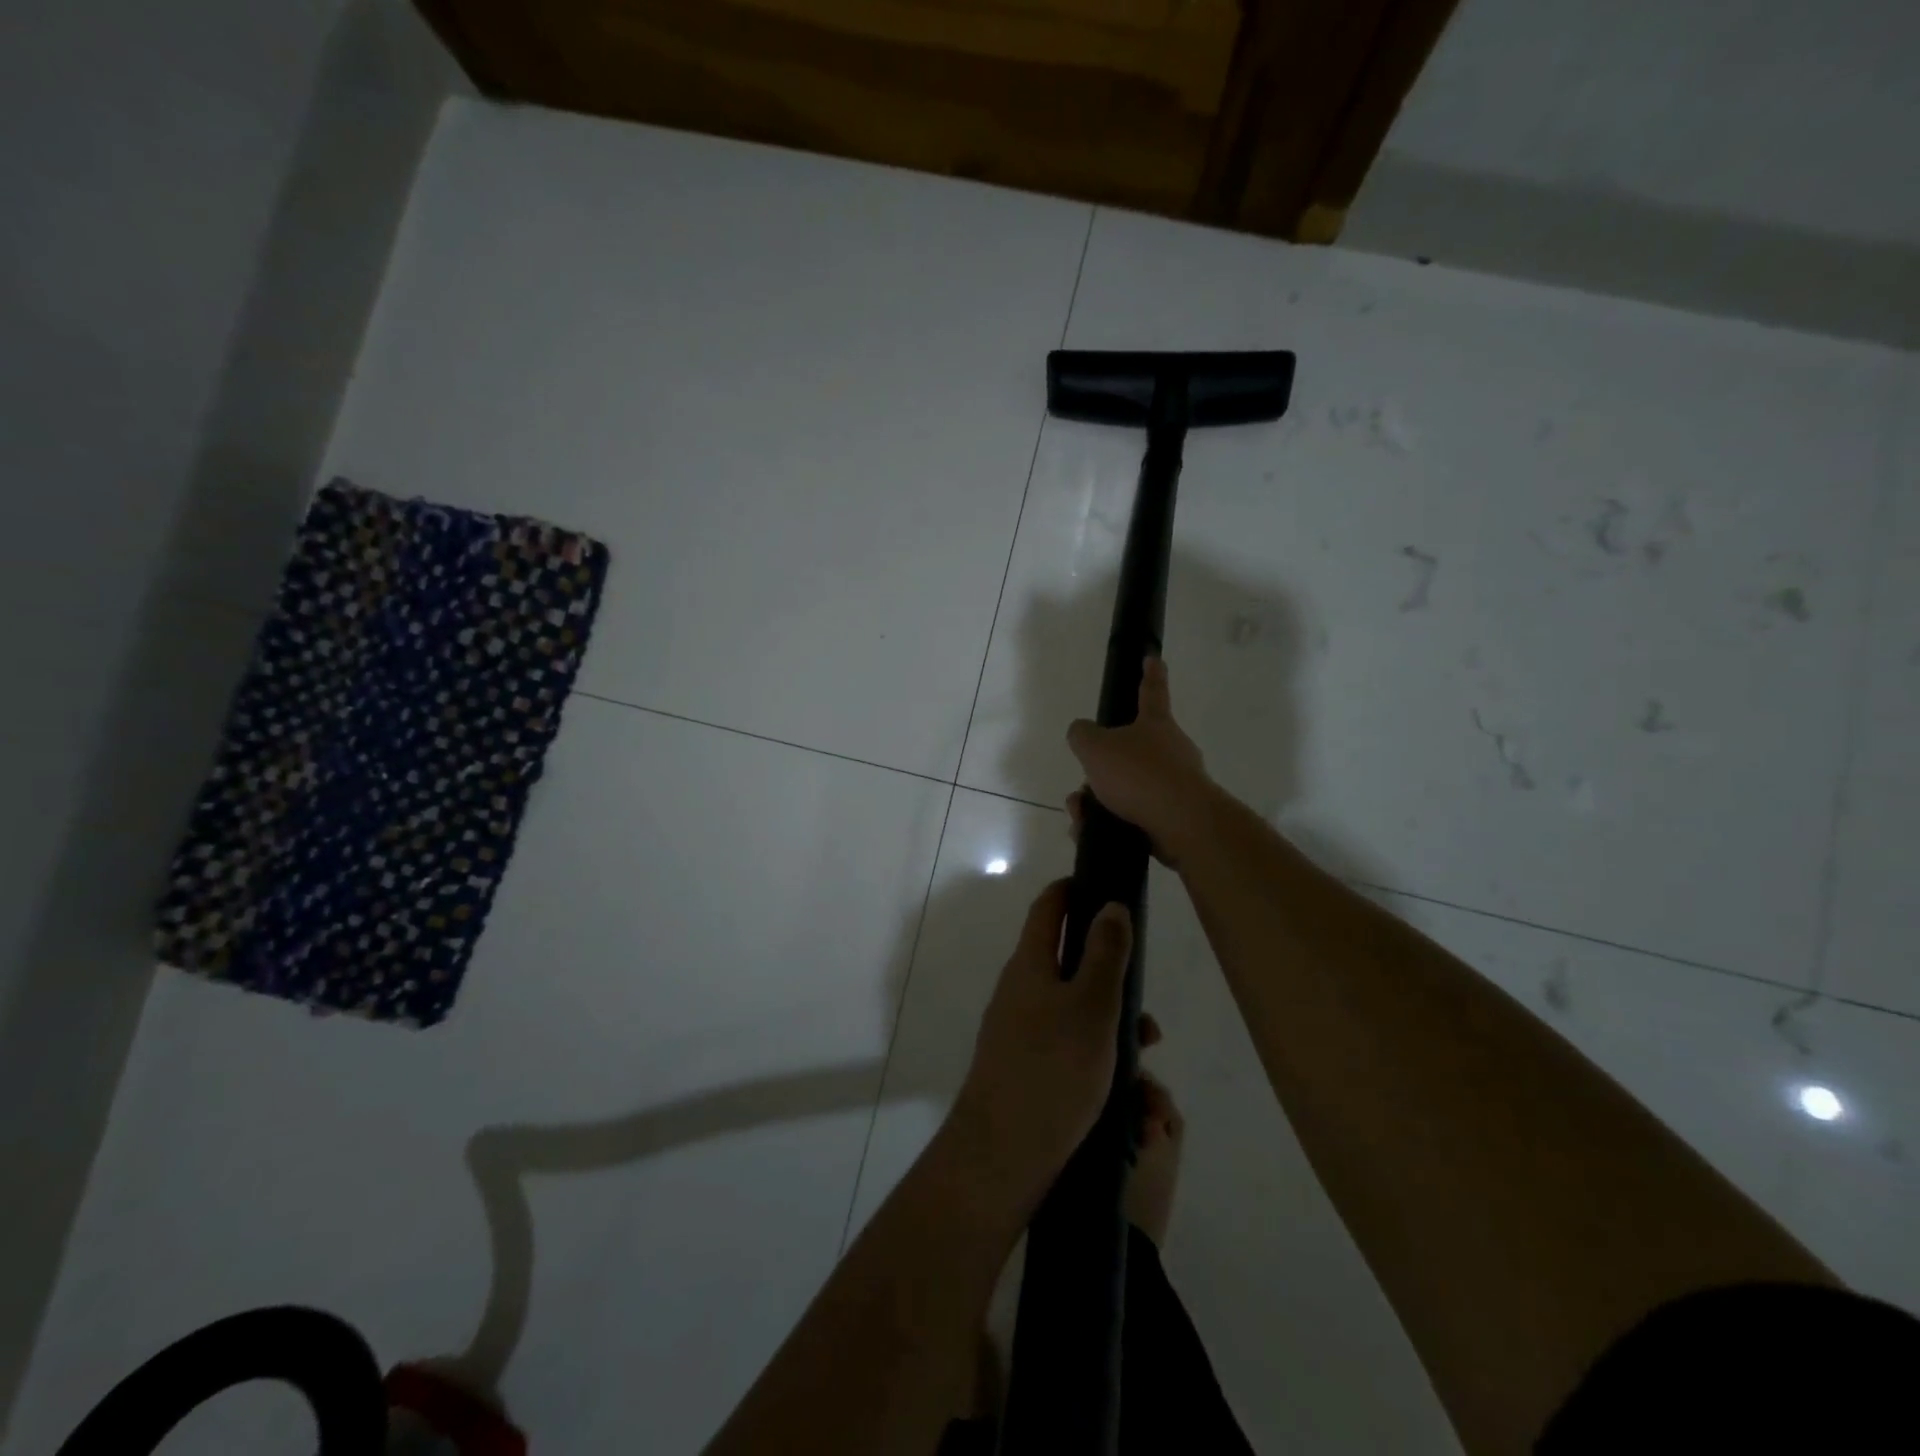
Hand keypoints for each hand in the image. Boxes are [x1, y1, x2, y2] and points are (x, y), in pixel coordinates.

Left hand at [949, 880, 1132, 1210]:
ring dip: (1119, 1047)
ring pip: (1081, 1023)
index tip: (1108, 888)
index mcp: (1030, 964)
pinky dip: (1105, 1078)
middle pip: (1073, 970)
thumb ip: (1106, 953)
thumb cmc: (1053, 1068)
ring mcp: (1022, 1035)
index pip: (1049, 907)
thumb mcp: (1091, 1005)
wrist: (1001, 1156)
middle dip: (1117, 993)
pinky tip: (1135, 1119)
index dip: (1075, 889)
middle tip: (1150, 1027)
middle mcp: (1022, 993)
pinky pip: (1074, 1061)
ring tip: (1152, 1094)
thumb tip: (1110, 904)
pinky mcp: (1028, 1074)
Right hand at [1066, 657, 1216, 867]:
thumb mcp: (1095, 747)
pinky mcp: (1175, 818)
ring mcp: (1176, 786)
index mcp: (1156, 725)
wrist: (1182, 824)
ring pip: (1127, 788)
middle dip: (1102, 768)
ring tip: (1081, 814)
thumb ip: (1082, 735)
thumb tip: (1082, 733)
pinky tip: (1090, 832)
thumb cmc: (1139, 774)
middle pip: (1130, 751)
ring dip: (1099, 800)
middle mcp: (1171, 751)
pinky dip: (1108, 823)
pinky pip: (1133, 816)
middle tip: (1083, 784)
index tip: (1153, 658)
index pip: (1152, 692)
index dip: (1150, 674)